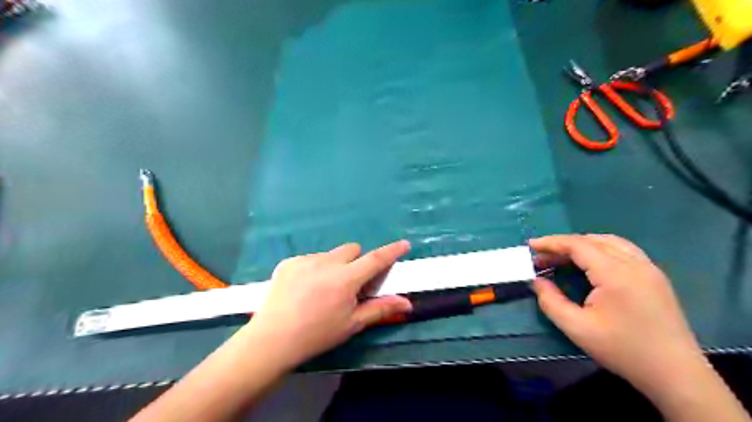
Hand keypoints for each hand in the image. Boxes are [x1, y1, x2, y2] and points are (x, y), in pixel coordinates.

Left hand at [246, 242, 409, 366]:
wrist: (272, 340)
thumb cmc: (317, 334)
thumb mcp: (352, 324)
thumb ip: (380, 309)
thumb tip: (407, 303)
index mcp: (345, 279)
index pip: (375, 259)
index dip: (392, 251)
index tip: (404, 244)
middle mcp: (326, 262)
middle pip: (352, 250)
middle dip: (357, 262)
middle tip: (350, 283)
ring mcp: (305, 260)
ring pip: (331, 254)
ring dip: (335, 265)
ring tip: (322, 289)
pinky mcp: (289, 262)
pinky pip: (311, 258)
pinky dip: (315, 268)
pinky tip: (304, 289)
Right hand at [531, 236, 701, 396]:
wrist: (675, 374)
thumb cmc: (623, 350)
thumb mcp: (577, 328)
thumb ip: (550, 301)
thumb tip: (537, 281)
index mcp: (616, 274)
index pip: (578, 245)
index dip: (551, 242)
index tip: (530, 246)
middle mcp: (635, 263)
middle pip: (593, 240)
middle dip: (564, 245)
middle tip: (543, 258)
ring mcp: (649, 268)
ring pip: (610, 242)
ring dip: (583, 244)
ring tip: (563, 257)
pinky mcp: (655, 277)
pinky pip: (624, 250)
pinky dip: (601, 249)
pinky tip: (591, 263)